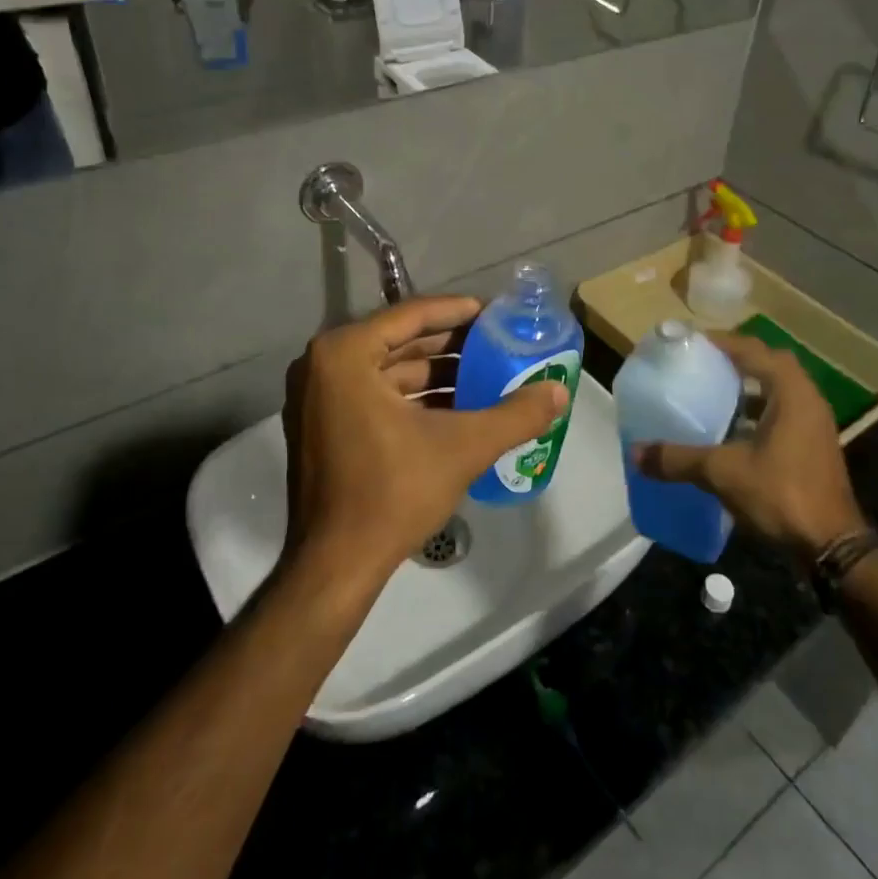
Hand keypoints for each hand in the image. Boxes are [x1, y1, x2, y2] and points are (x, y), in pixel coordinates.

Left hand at [280, 295, 569, 588]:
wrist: (335, 567)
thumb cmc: (393, 493)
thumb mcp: (463, 447)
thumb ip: (516, 415)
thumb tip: (561, 392)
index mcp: (345, 354)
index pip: (411, 315)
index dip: (458, 311)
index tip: (496, 312)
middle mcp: (322, 365)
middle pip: (400, 341)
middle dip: (451, 343)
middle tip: (497, 342)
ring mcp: (317, 397)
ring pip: (388, 370)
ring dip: (436, 373)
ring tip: (486, 374)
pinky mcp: (321, 426)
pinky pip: (374, 393)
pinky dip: (414, 397)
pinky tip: (456, 407)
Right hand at [634, 333, 864, 561]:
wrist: (832, 547)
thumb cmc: (781, 494)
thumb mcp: (722, 472)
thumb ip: (678, 459)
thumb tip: (636, 453)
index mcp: (791, 392)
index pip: (754, 349)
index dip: (722, 342)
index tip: (691, 343)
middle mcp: (807, 400)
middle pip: (768, 365)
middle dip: (735, 361)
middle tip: (701, 365)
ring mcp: (814, 425)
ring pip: (776, 392)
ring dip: (746, 389)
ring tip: (709, 394)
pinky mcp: (812, 448)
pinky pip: (780, 414)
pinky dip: (754, 414)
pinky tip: (728, 432)